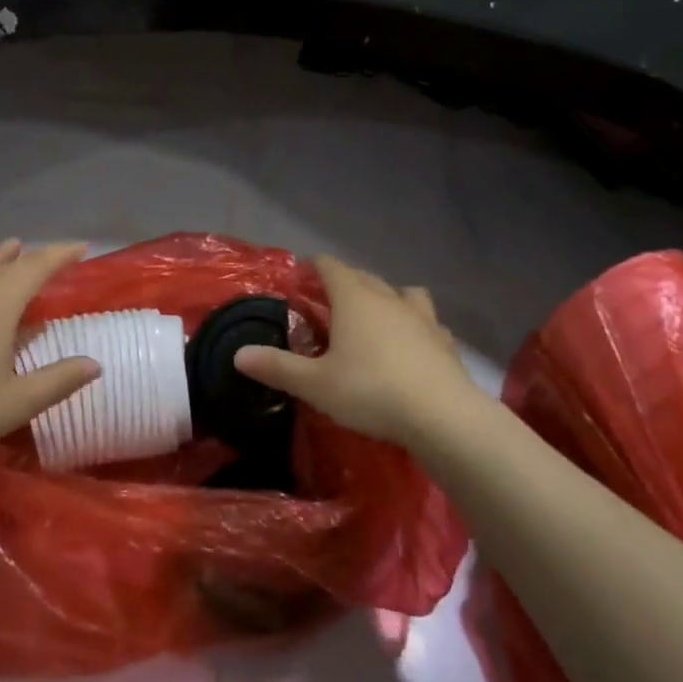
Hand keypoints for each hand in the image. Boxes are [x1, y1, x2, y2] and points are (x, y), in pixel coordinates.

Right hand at [234, 255, 483, 446]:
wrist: (442, 415)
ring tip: (376, 318)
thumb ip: (277, 367)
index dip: (313, 267)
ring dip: (387, 298)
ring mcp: (422, 317)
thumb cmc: (370, 391)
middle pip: (363, 276)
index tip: (300, 276)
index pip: (330, 266)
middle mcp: (388, 298)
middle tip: (328, 302)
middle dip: (345, 282)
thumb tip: (238, 355)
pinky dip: (415, 327)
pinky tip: (411, 346)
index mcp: (354, 299)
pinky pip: (427, 322)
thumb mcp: (315, 384)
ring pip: (402, 293)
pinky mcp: (444, 341)